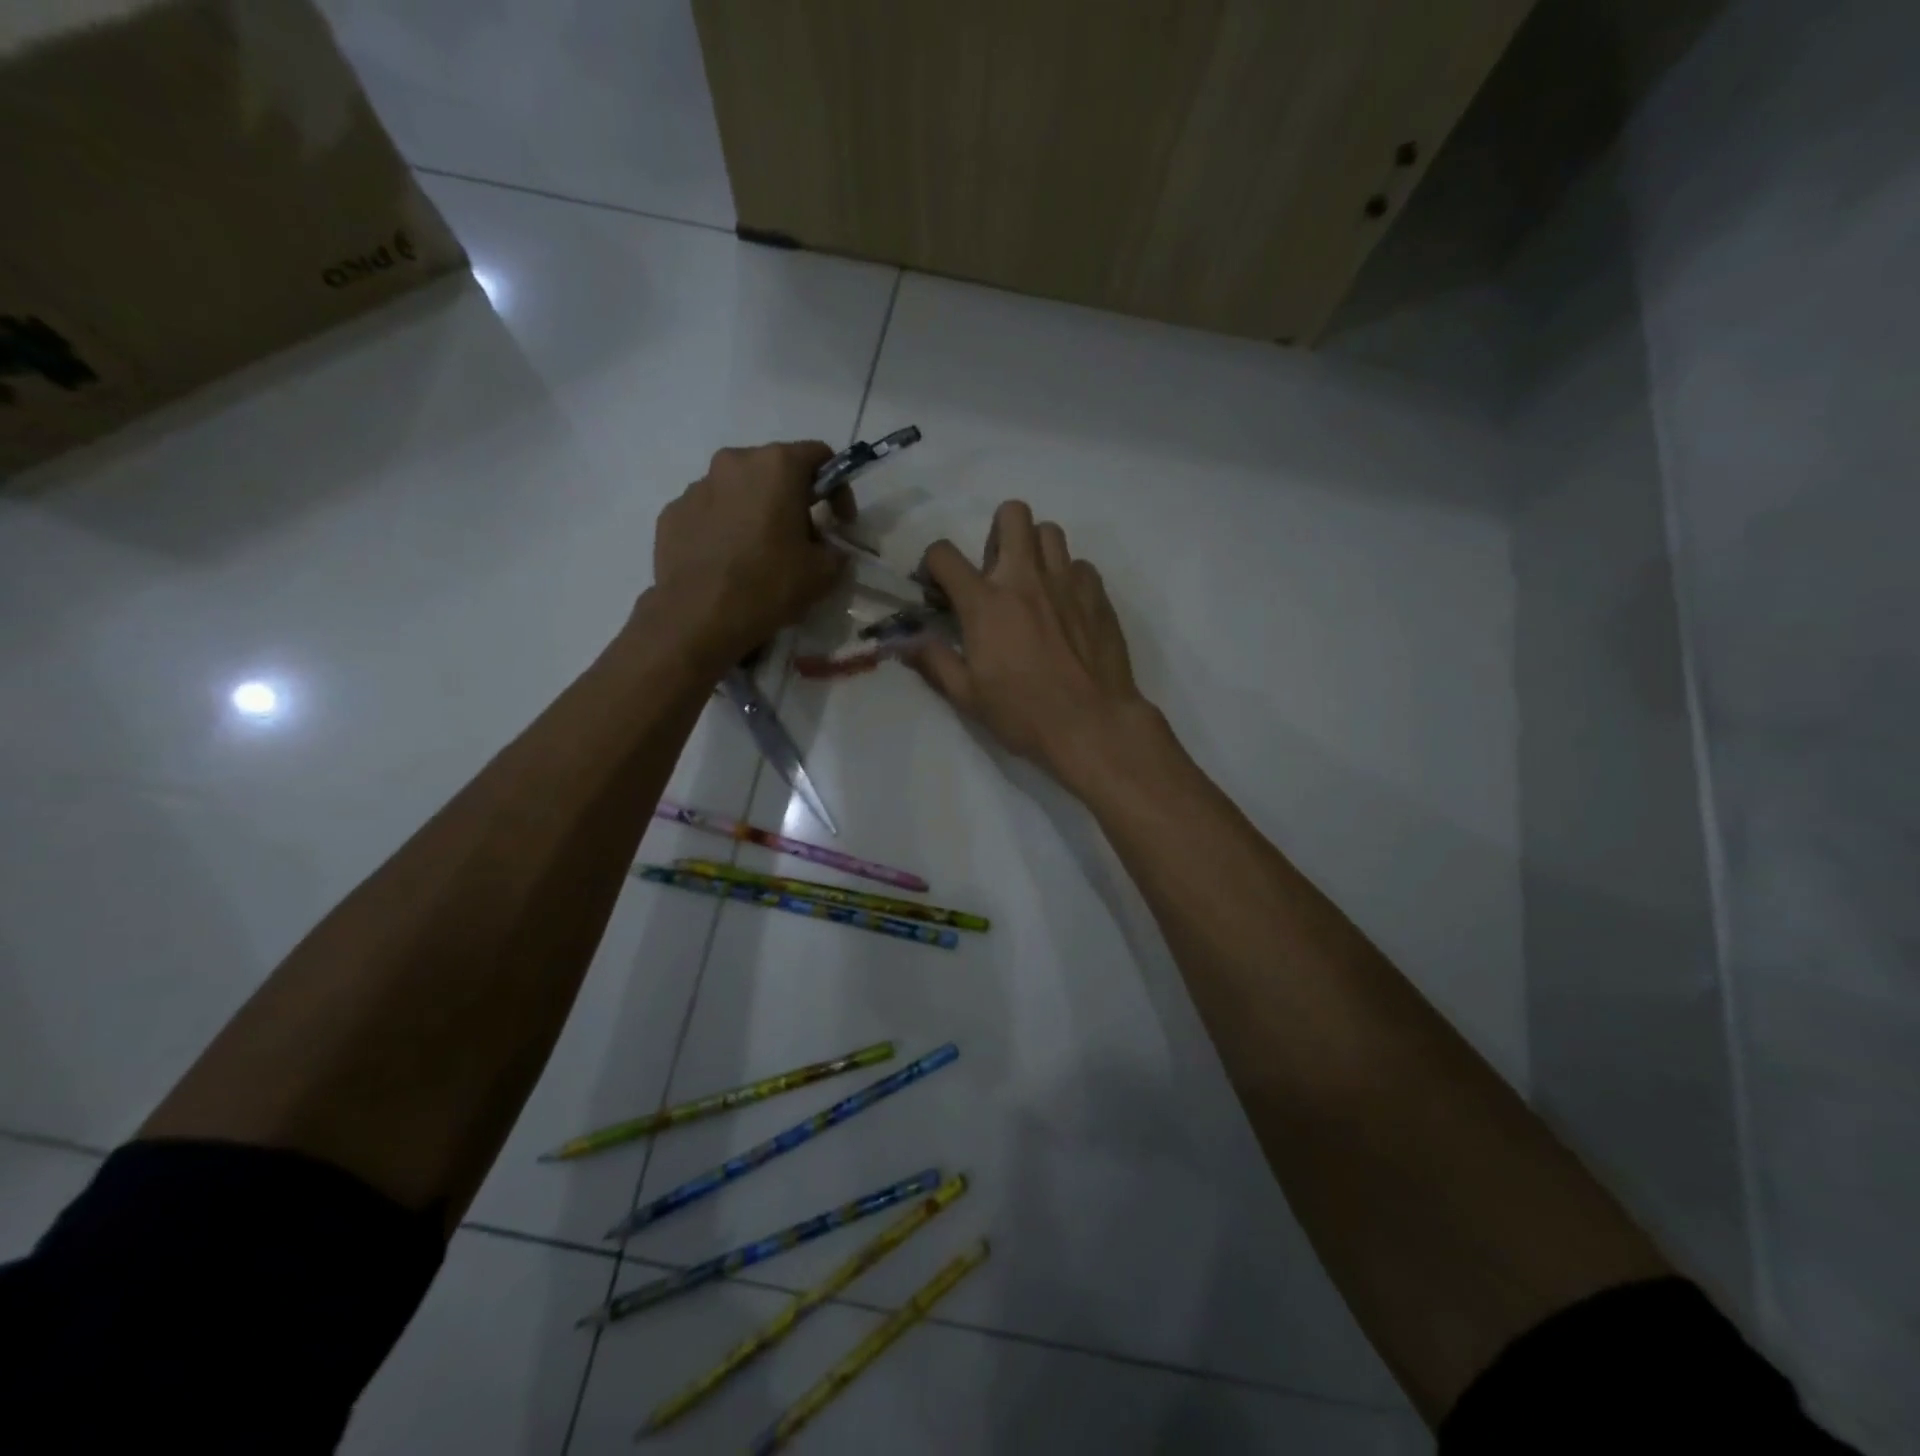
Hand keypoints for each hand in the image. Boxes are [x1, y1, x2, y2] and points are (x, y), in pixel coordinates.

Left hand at [650, 441, 852, 662]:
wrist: (698, 618)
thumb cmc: (769, 586)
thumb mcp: (824, 573)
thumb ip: (835, 551)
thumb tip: (828, 549)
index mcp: (776, 466)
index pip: (820, 456)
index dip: (838, 488)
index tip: (840, 522)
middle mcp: (734, 463)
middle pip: (775, 470)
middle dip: (793, 499)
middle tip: (801, 538)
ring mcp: (697, 486)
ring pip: (739, 491)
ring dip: (756, 512)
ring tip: (760, 553)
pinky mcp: (671, 513)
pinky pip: (709, 513)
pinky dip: (724, 529)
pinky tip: (729, 563)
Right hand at [912, 501, 1149, 779]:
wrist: (1092, 725)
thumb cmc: (1024, 714)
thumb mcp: (967, 696)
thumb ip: (934, 660)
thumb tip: (906, 641)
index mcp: (986, 603)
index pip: (944, 553)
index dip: (932, 564)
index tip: (938, 587)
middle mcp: (1025, 578)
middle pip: (1011, 513)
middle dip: (996, 532)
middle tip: (995, 572)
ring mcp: (1066, 582)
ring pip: (1050, 531)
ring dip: (1034, 549)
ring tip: (1032, 584)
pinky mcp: (1098, 594)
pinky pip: (1080, 565)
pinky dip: (1068, 577)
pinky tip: (1066, 607)